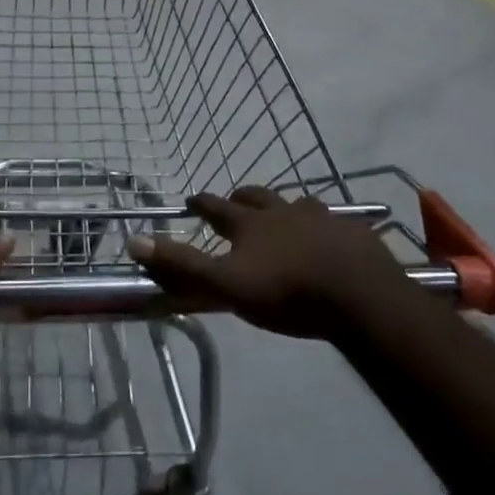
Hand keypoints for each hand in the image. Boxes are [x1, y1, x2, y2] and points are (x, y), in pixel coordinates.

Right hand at [126, 187, 416, 338]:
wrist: (361, 298)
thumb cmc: (287, 292)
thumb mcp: (226, 284)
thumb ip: (182, 265)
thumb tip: (133, 239)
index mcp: (251, 224)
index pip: (217, 207)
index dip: (202, 203)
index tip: (191, 199)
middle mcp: (284, 212)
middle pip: (258, 196)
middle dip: (242, 197)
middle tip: (235, 202)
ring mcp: (323, 220)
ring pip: (298, 204)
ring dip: (286, 208)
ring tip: (285, 218)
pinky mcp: (354, 234)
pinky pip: (336, 223)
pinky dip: (325, 227)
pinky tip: (330, 238)